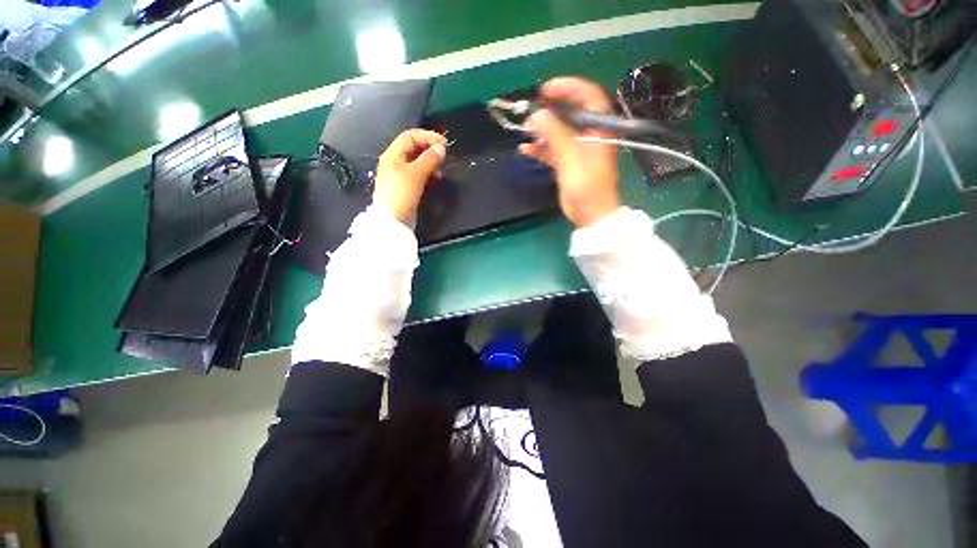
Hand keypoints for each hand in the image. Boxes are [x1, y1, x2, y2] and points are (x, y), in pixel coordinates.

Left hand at [373, 129, 446, 223]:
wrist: (393, 221)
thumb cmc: (401, 194)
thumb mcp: (416, 173)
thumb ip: (429, 159)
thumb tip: (441, 148)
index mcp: (393, 154)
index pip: (411, 136)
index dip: (428, 136)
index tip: (444, 143)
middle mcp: (395, 162)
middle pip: (414, 148)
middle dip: (430, 149)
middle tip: (444, 155)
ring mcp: (400, 176)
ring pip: (417, 162)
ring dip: (430, 162)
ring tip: (440, 168)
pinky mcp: (406, 188)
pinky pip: (419, 174)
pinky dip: (428, 173)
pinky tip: (435, 179)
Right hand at [518, 77, 619, 227]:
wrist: (590, 215)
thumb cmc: (587, 187)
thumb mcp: (572, 159)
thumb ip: (556, 135)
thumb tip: (537, 115)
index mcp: (599, 129)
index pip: (587, 96)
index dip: (568, 88)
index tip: (545, 91)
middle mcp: (588, 134)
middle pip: (569, 113)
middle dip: (549, 111)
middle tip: (530, 113)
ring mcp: (576, 149)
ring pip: (557, 132)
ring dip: (541, 131)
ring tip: (525, 133)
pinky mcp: (566, 163)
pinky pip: (551, 150)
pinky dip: (539, 149)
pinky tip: (525, 150)